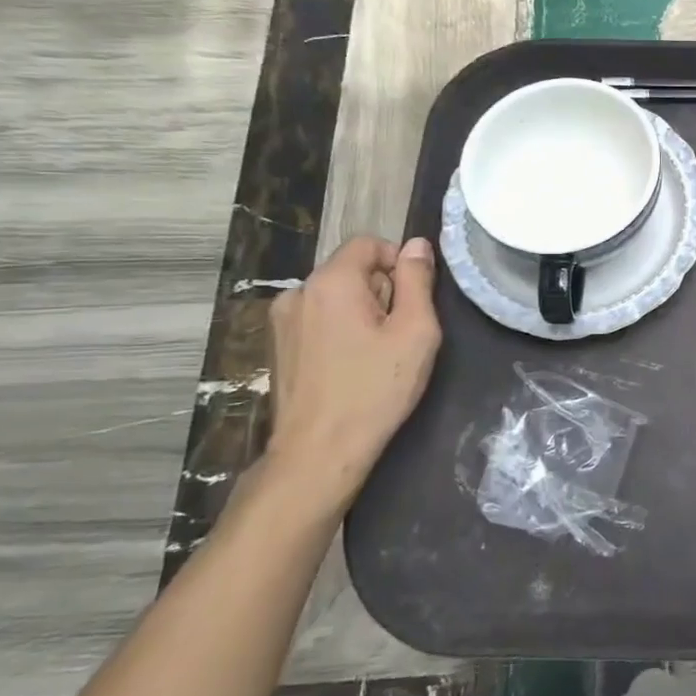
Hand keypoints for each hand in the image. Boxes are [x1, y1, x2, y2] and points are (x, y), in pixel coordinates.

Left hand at [264, 235, 441, 516]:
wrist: (319, 451)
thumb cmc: (376, 389)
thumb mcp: (415, 331)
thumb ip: (417, 280)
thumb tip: (417, 244)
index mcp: (331, 281)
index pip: (369, 243)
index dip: (399, 263)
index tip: (414, 302)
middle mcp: (299, 291)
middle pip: (352, 270)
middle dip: (381, 291)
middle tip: (399, 334)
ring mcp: (282, 320)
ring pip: (335, 296)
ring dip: (360, 312)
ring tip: (376, 354)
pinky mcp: (277, 346)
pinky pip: (318, 319)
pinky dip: (339, 331)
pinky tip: (350, 366)